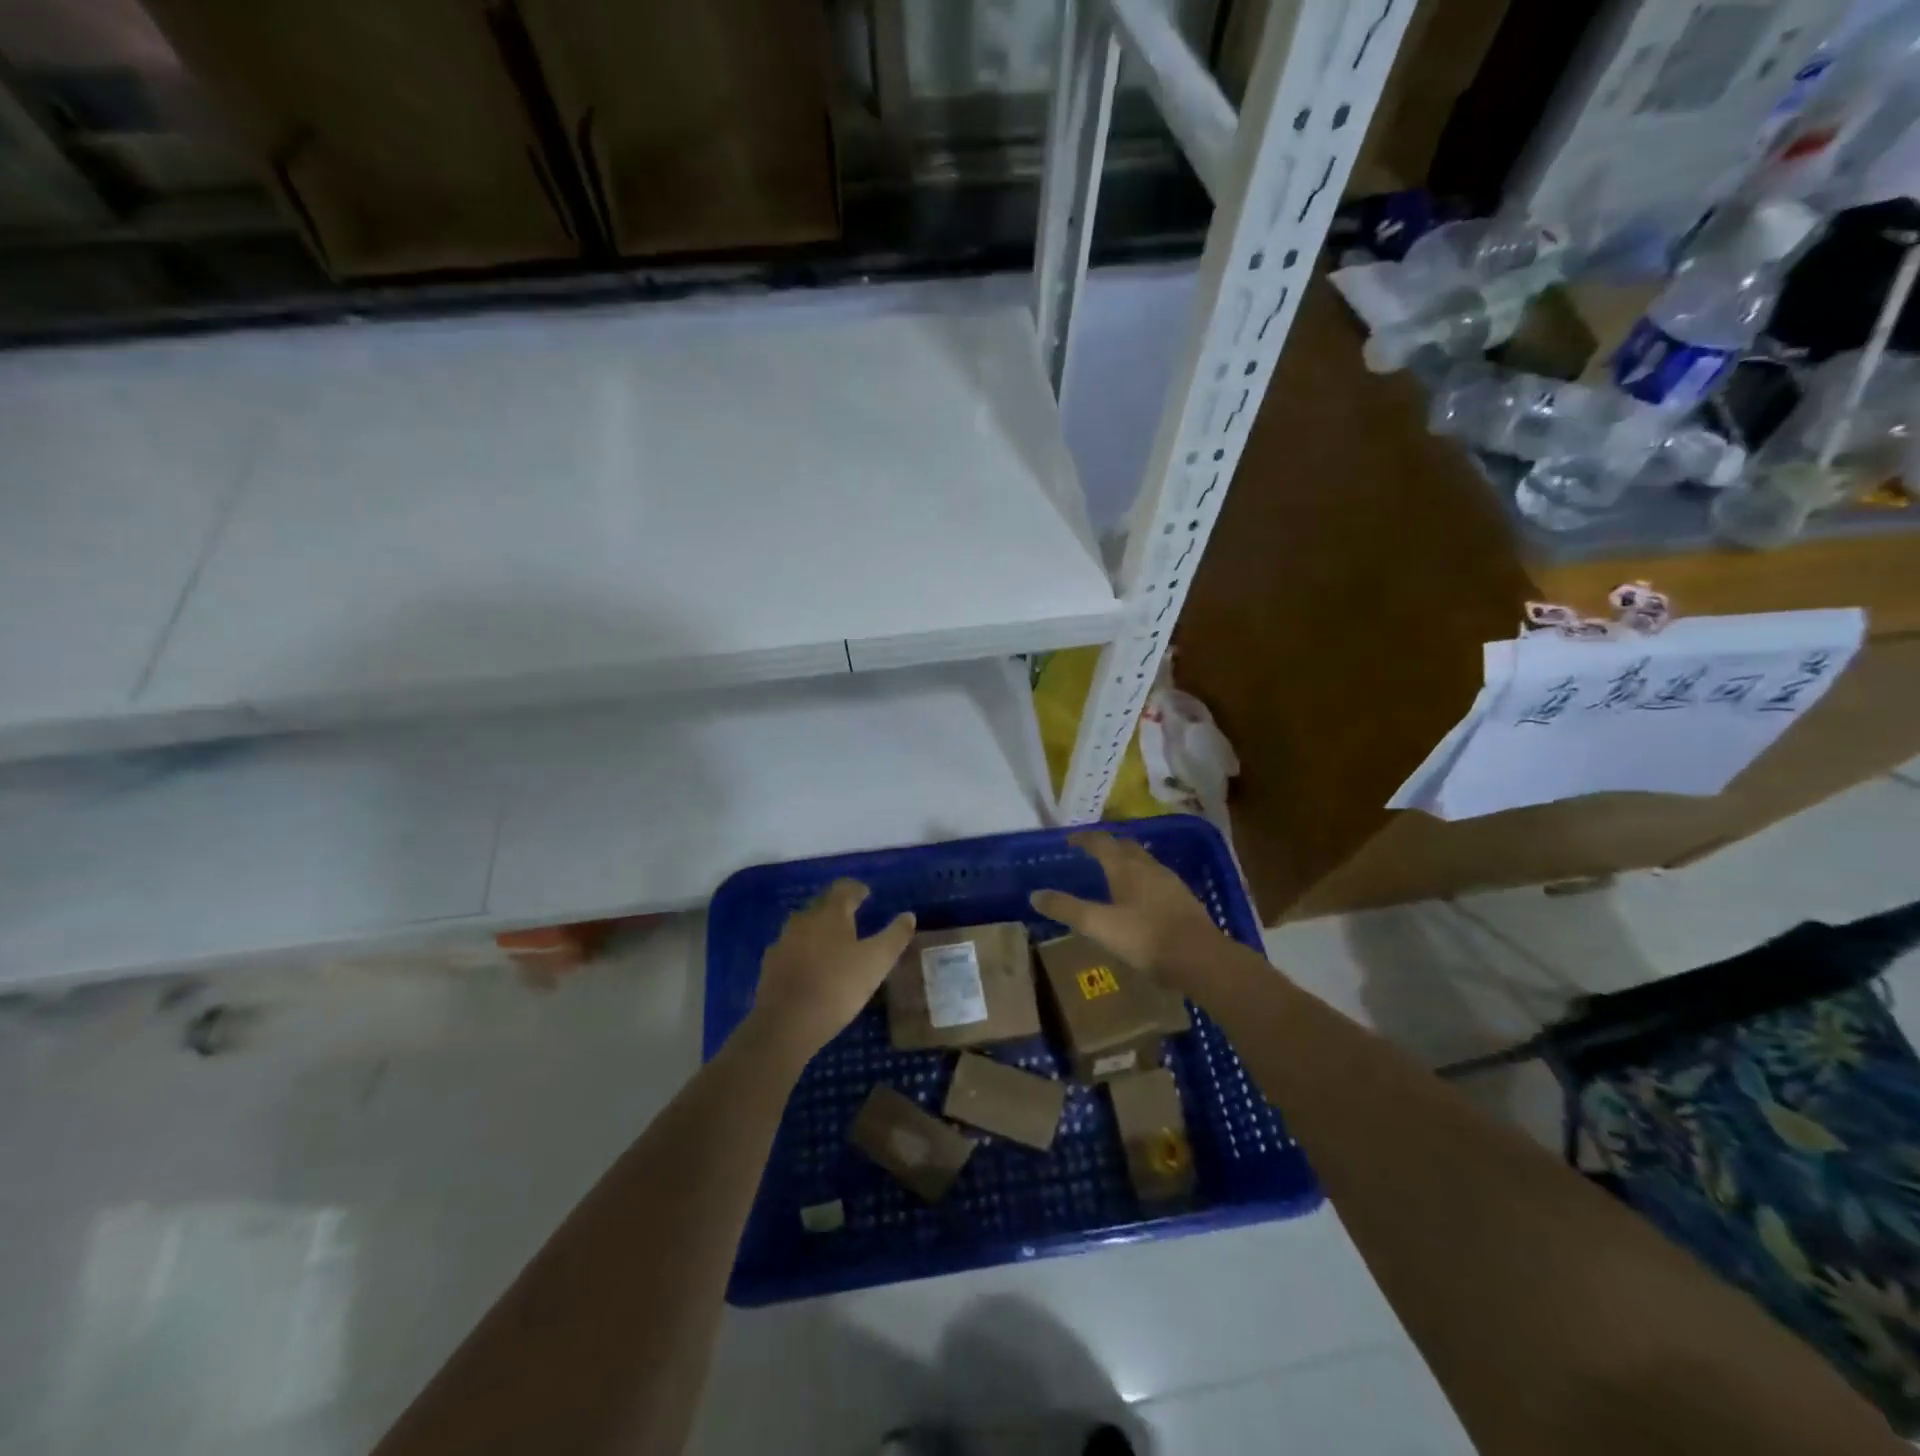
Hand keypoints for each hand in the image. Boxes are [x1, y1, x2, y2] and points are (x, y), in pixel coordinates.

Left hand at [750, 880, 915, 1057]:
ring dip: (818, 931)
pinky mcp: (770, 966)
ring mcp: (783, 942)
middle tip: (853, 918)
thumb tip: (909, 916)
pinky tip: (809, 968)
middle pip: (822, 905)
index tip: (866, 894)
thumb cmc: (837, 987)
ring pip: (804, 927)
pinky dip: (803, 952)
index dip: (856, 889)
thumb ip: (895, 936)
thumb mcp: (877, 962)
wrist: (785, 1024)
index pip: (843, 889)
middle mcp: (803, 920)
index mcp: (830, 914)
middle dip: (837, 909)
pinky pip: (791, 950)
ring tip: (833, 945)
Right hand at [1030, 831, 1223, 978]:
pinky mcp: (1183, 899)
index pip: (1101, 842)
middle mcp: (1148, 867)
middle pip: (1125, 846)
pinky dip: (1142, 879)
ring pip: (1144, 861)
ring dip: (1126, 860)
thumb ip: (1067, 909)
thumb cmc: (1145, 938)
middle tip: (1091, 852)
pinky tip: (1142, 897)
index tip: (1069, 840)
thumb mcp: (1098, 925)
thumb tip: (1035, 894)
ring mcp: (1170, 882)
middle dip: (1107, 845)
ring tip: (1114, 872)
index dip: (1083, 838)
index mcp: (1125, 867)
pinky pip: (1157, 879)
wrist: (1201, 959)